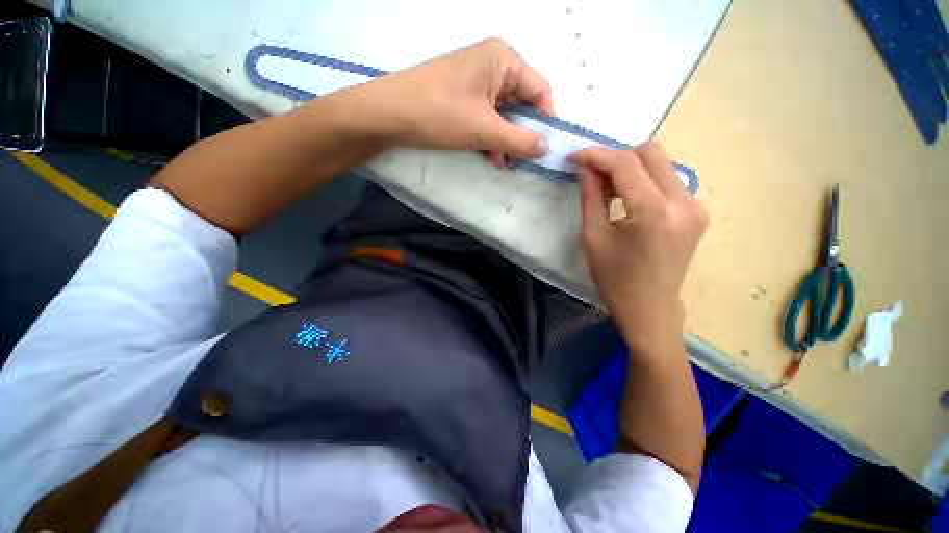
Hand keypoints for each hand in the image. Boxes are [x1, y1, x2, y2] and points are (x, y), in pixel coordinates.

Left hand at [360, 38, 553, 167]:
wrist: (389, 114)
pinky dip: (491, 138)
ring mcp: (475, 82)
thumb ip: (519, 140)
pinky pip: (487, 118)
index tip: (543, 149)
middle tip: (521, 161)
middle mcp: (492, 65)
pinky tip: (489, 156)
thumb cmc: (439, 113)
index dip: (544, 120)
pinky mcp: (462, 98)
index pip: (539, 90)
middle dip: (522, 134)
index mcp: (503, 59)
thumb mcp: (484, 129)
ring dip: (506, 140)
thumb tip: (546, 148)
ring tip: (502, 163)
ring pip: (504, 114)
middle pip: (522, 103)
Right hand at [571, 143, 707, 353]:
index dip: (597, 155)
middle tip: (591, 173)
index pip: (625, 164)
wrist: (650, 308)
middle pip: (650, 153)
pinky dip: (643, 180)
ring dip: (630, 167)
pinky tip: (627, 197)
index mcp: (654, 212)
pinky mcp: (696, 212)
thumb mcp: (593, 238)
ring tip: (606, 187)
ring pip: (661, 164)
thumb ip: (591, 197)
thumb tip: (584, 167)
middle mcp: (684, 202)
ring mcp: (695, 206)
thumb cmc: (615, 279)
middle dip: (615, 157)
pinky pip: (667, 181)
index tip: (574, 156)